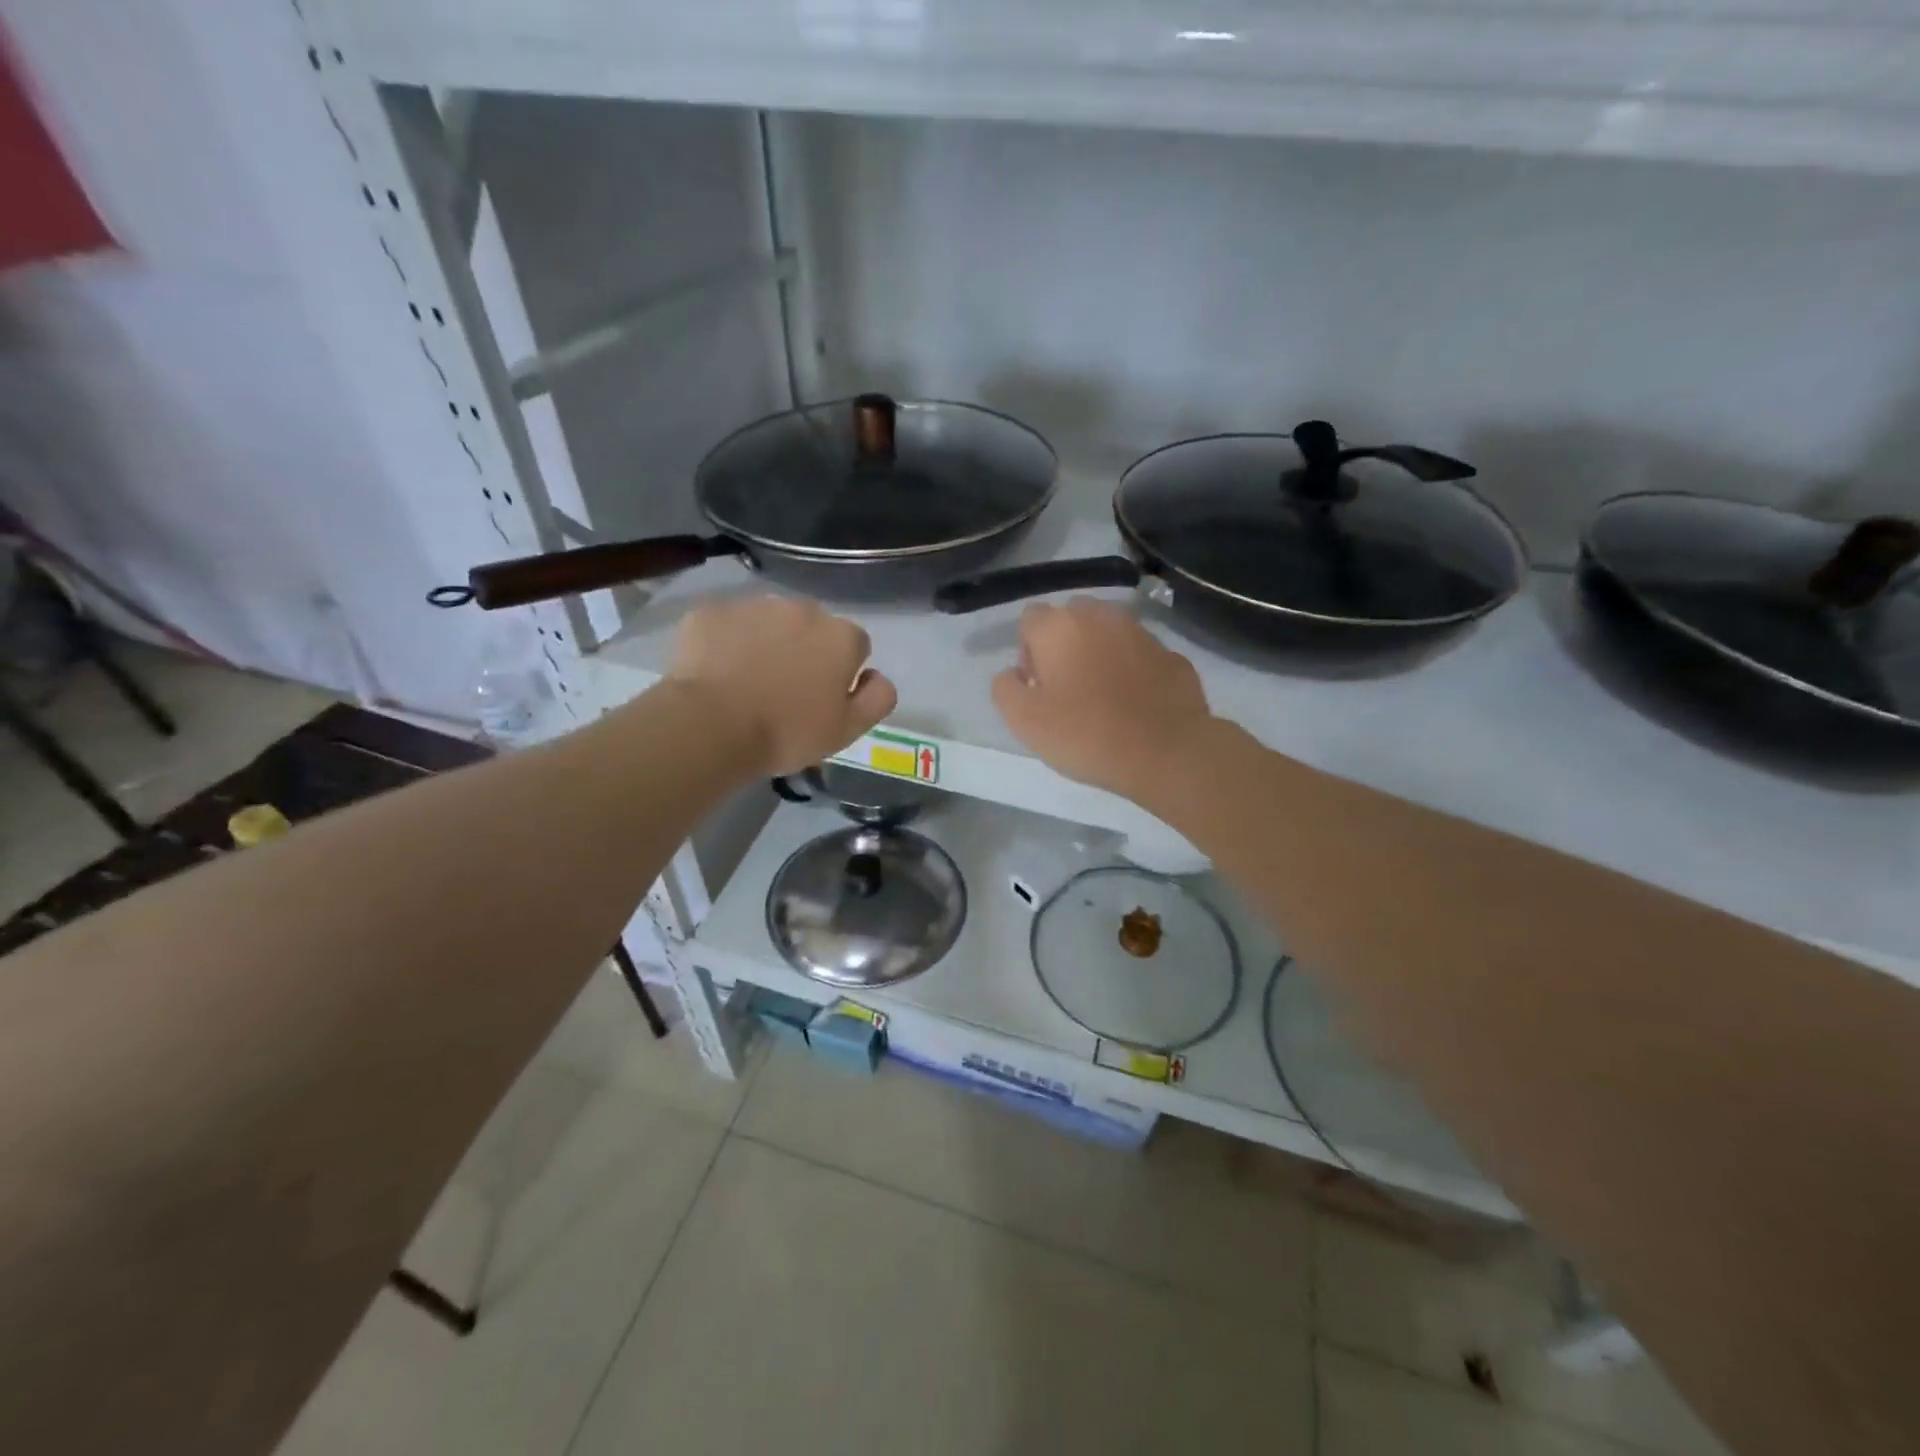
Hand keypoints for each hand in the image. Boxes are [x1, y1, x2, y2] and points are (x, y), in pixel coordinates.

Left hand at [665, 596, 896, 776]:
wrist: (712, 726)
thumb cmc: (788, 732)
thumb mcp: (848, 730)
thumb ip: (878, 698)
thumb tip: (877, 676)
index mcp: (840, 636)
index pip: (855, 646)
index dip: (841, 672)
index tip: (822, 698)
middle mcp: (802, 609)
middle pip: (811, 627)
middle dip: (804, 649)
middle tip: (784, 690)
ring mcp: (753, 605)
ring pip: (768, 621)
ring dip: (765, 642)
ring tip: (747, 681)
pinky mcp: (711, 611)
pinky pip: (726, 624)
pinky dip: (725, 642)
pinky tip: (716, 673)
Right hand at [991, 599, 1214, 801]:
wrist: (1165, 751)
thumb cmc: (1085, 734)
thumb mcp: (1023, 720)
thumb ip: (1005, 688)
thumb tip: (1013, 673)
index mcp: (1059, 627)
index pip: (1030, 619)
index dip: (1027, 650)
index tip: (1037, 686)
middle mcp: (1100, 616)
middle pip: (1070, 619)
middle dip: (1063, 645)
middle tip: (1066, 689)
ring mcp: (1141, 632)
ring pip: (1108, 633)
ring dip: (1098, 654)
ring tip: (1101, 697)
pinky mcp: (1171, 654)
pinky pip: (1139, 656)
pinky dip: (1132, 671)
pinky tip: (1134, 705)